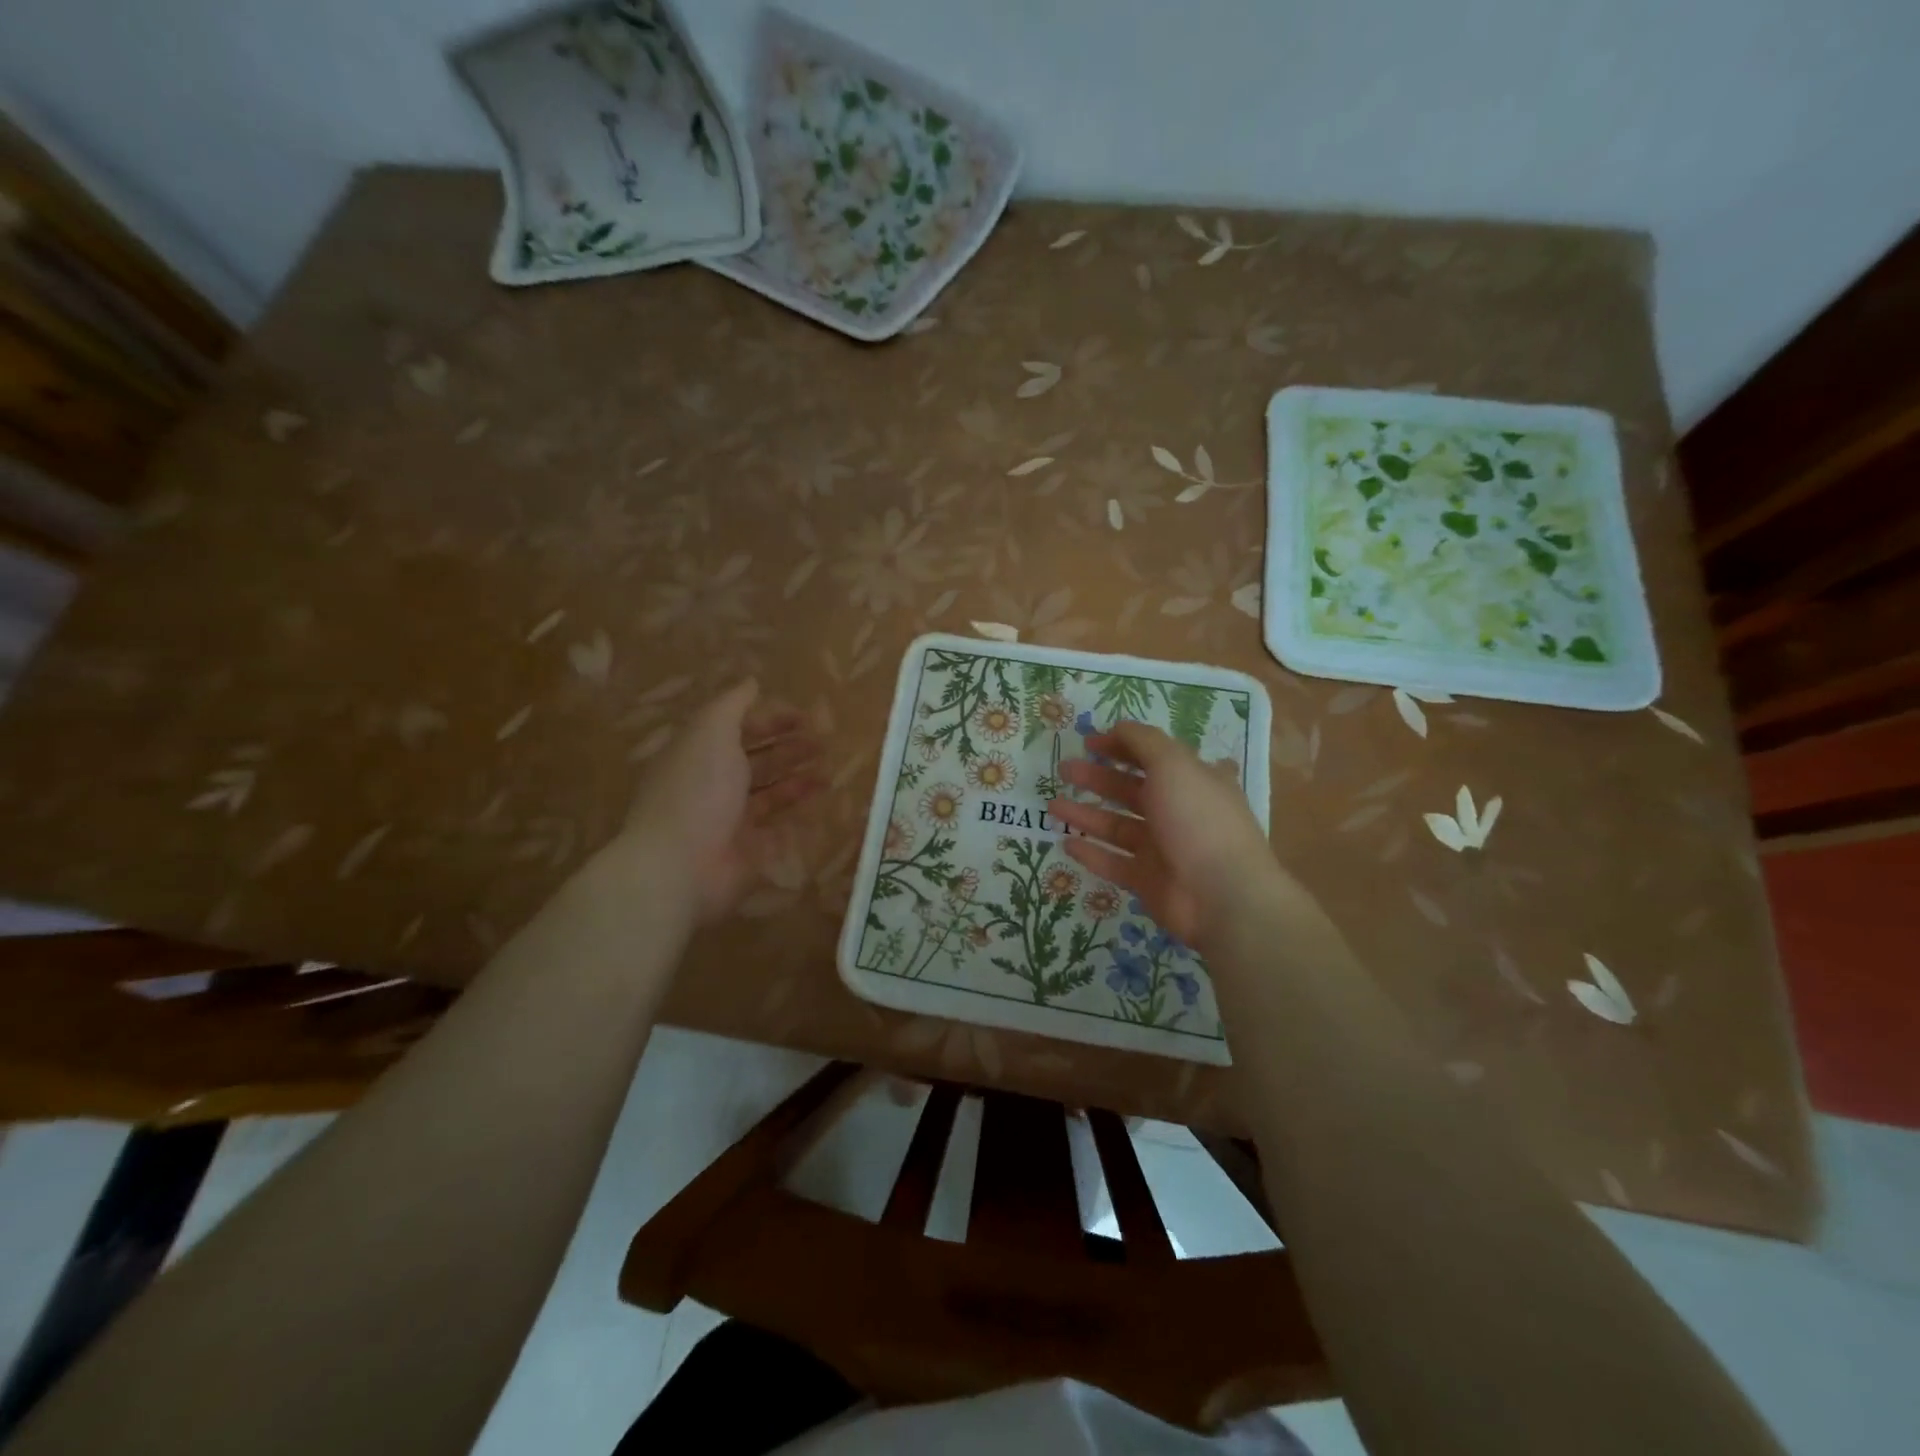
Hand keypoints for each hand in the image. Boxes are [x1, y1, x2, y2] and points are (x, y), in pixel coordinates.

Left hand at [620, 680, 822, 924]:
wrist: (681, 866)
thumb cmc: (696, 791)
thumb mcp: (710, 732)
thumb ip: (732, 705)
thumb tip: (752, 681)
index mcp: (699, 753)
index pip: (738, 729)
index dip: (770, 719)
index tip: (805, 716)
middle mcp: (713, 785)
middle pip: (757, 761)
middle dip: (791, 749)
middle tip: (825, 742)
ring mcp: (730, 820)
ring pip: (771, 794)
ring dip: (799, 779)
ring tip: (830, 771)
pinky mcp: (749, 852)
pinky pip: (779, 829)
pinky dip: (799, 816)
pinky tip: (822, 804)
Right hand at [1047, 721, 1278, 950]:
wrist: (1221, 894)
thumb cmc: (1198, 818)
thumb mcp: (1173, 764)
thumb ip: (1143, 741)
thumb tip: (1118, 727)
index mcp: (1193, 780)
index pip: (1155, 756)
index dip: (1123, 746)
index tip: (1090, 742)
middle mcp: (1179, 812)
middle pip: (1131, 791)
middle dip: (1098, 778)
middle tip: (1065, 770)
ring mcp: (1163, 849)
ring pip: (1117, 826)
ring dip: (1086, 814)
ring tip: (1053, 805)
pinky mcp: (1148, 881)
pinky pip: (1113, 863)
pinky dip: (1091, 853)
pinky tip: (1066, 844)